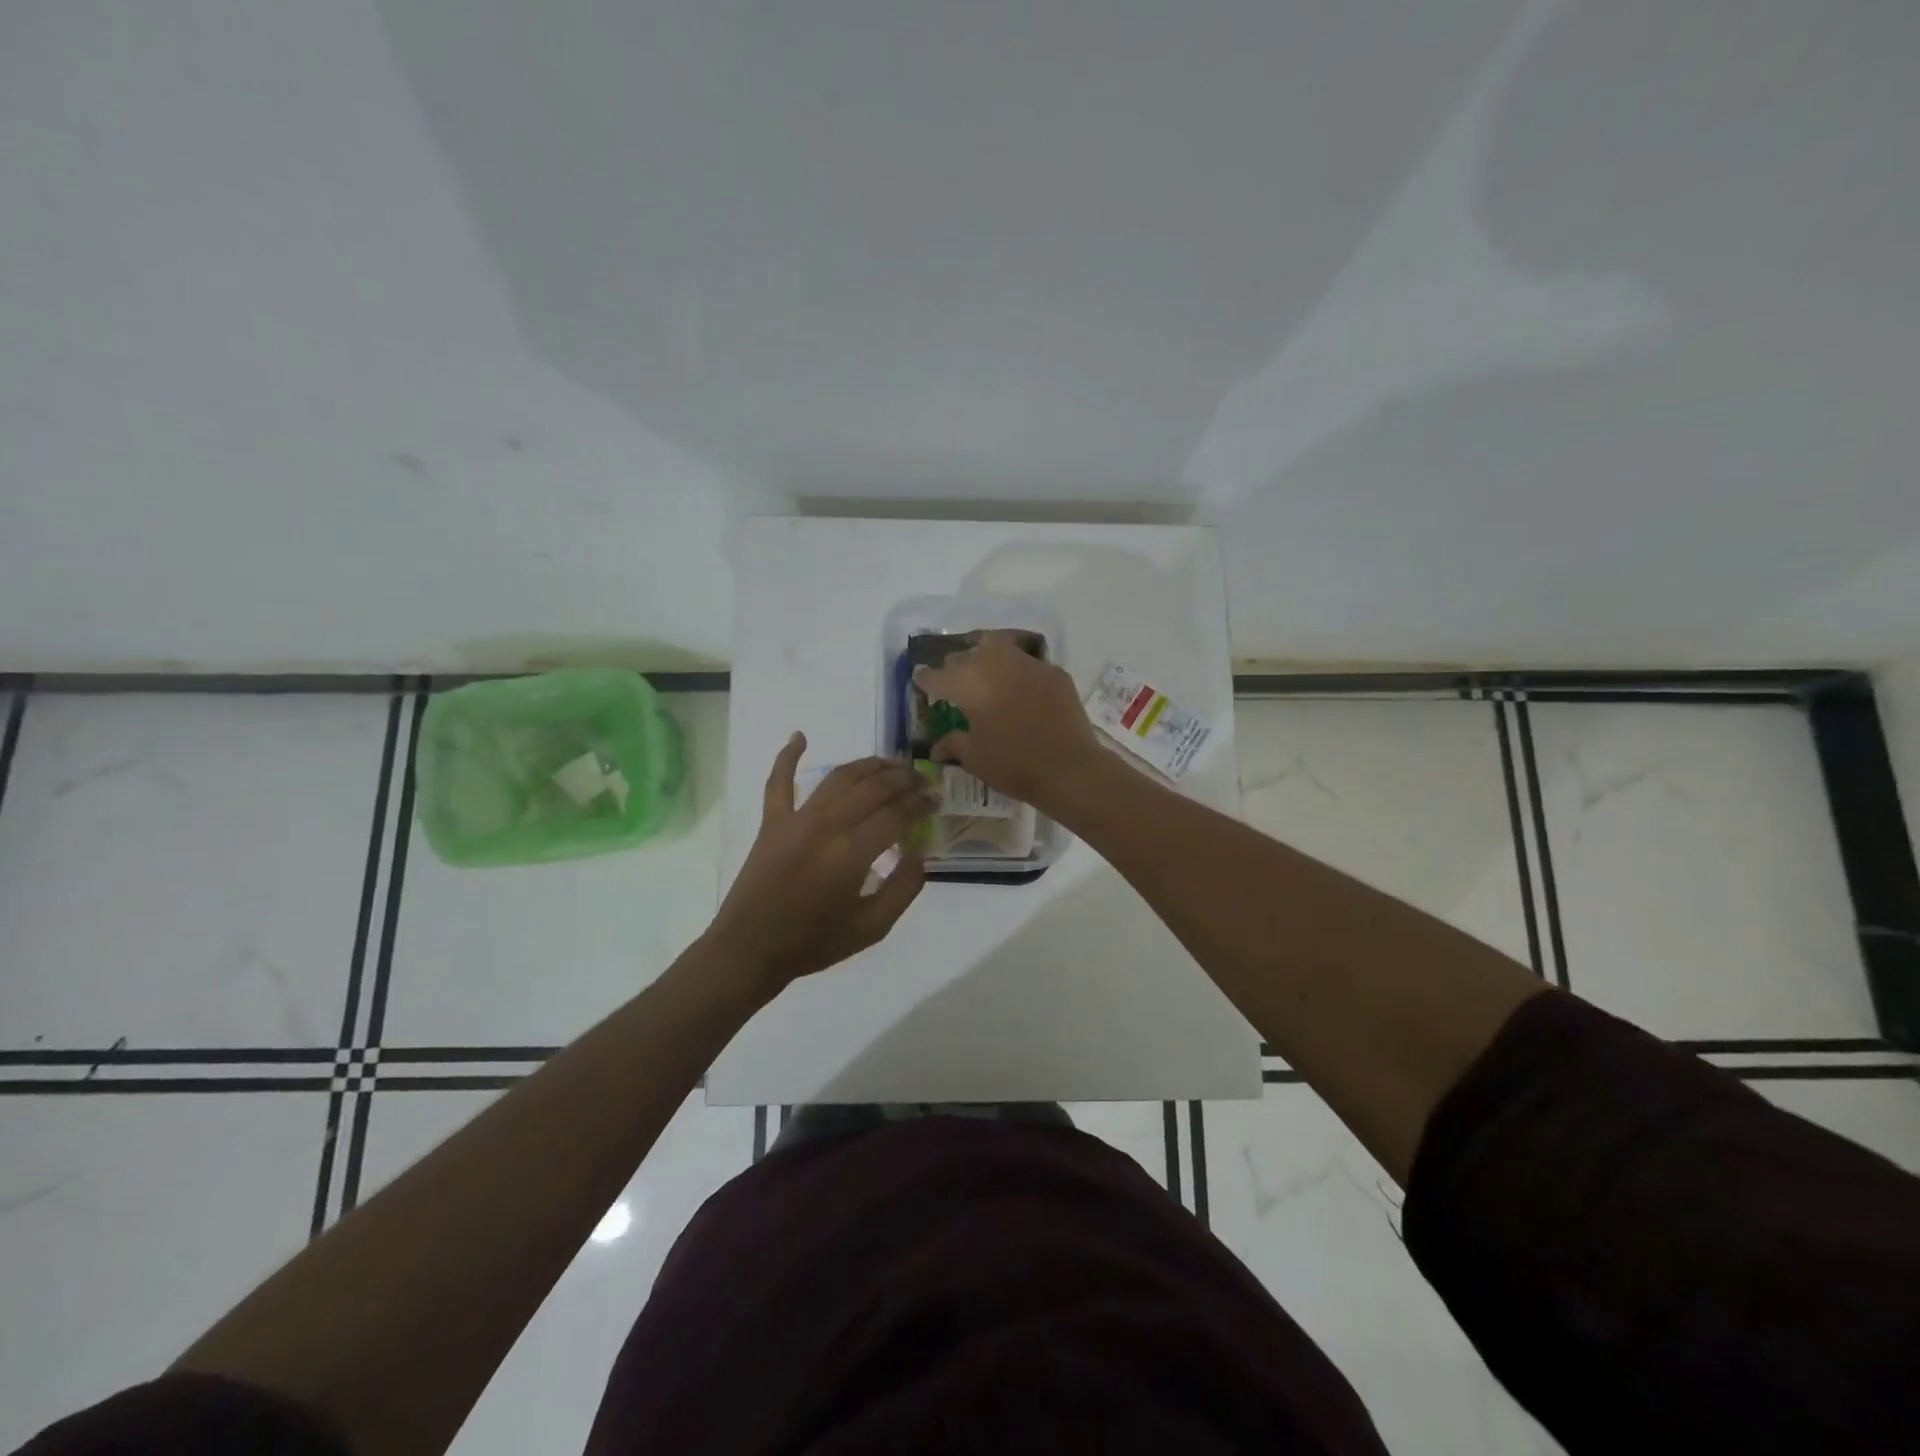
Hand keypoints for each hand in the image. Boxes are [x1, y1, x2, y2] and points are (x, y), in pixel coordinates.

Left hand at [708, 733, 932, 995]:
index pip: (897, 814)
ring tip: (890, 764)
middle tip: (921, 779)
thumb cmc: (814, 943)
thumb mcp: (872, 928)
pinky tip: (799, 736)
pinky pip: (778, 781)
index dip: (921, 803)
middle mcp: (826, 826)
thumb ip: (903, 889)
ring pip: (839, 777)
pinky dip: (787, 756)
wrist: (750, 949)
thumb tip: (919, 853)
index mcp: (852, 853)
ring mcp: (796, 819)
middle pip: (873, 787)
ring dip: (868, 765)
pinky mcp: (771, 821)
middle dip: (903, 779)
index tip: (936, 800)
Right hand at [913, 631, 1103, 811]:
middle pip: (967, 654)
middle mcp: (996, 664)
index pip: (938, 675)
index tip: (920, 679)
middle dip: (956, 665)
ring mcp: (1029, 664)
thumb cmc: (1013, 764)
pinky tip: (1019, 688)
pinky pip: (1028, 664)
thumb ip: (953, 744)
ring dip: (986, 657)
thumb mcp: (975, 758)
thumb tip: (936, 747)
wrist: (1069, 768)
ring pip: (999, 647)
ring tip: (984, 673)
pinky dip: (1018, 671)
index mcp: (969, 683)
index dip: (926, 678)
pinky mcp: (1055, 673)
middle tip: (953, 680)